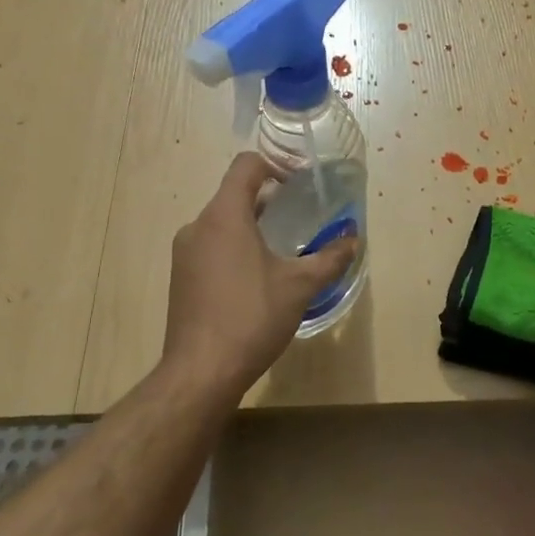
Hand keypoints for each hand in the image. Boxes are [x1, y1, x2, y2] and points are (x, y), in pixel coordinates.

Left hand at [163, 153, 359, 398]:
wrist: (201, 371)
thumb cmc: (251, 317)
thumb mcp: (300, 286)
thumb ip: (330, 258)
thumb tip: (354, 240)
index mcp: (224, 216)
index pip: (246, 166)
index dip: (276, 164)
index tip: (301, 182)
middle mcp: (198, 226)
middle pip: (234, 195)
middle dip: (269, 200)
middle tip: (301, 217)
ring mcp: (185, 253)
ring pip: (222, 224)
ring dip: (252, 226)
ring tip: (283, 249)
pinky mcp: (181, 278)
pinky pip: (211, 247)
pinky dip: (235, 248)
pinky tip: (257, 279)